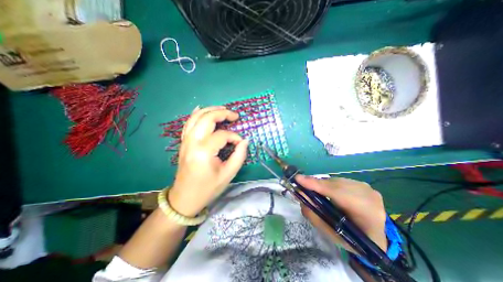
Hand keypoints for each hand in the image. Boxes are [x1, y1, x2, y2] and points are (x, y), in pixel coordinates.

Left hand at [167, 107, 247, 216]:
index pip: (222, 135)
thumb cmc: (208, 188)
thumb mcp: (228, 174)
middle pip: (207, 118)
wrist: (185, 198)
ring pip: (196, 117)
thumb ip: (239, 156)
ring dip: (210, 110)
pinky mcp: (184, 142)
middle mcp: (192, 142)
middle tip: (235, 115)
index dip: (234, 137)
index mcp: (204, 152)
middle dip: (223, 113)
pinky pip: (189, 123)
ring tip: (223, 109)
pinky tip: (202, 109)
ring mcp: (185, 141)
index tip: (240, 143)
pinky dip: (196, 114)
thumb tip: (245, 141)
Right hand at [295, 175, 385, 251]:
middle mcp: (369, 196)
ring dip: (322, 185)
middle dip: (316, 184)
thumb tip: (300, 195)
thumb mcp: (331, 234)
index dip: (317, 185)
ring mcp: (367, 188)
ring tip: (311, 188)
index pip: (339, 194)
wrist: (376, 236)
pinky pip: (339, 181)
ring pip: (336, 181)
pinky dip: (328, 184)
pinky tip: (324, 190)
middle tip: (300, 185)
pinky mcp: (362, 184)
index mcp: (368, 214)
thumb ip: (314, 215)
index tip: (298, 179)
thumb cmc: (353, 239)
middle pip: (335, 185)